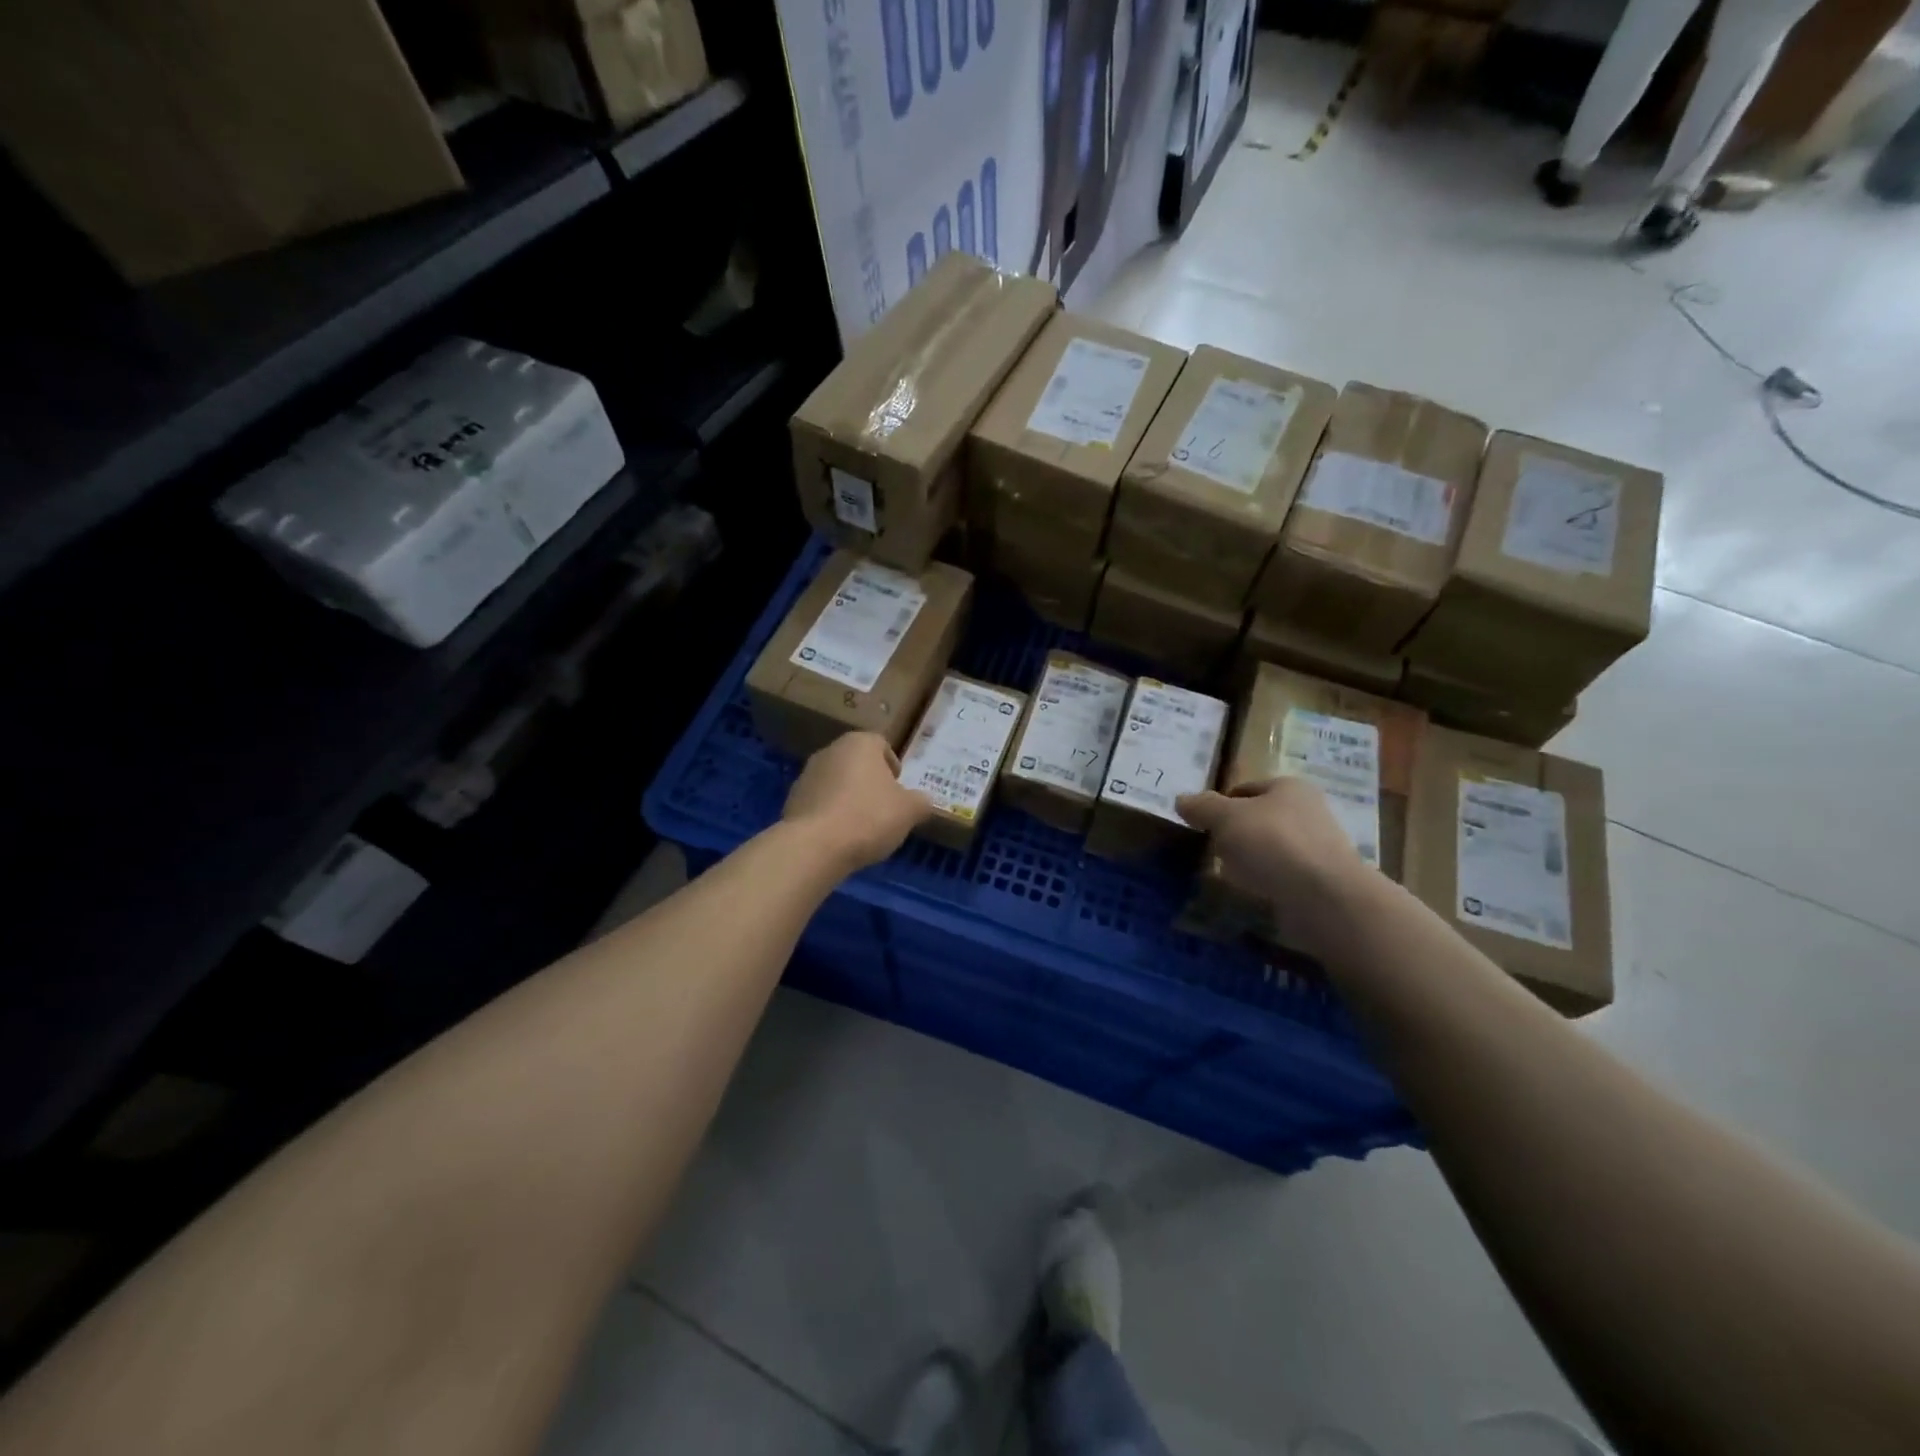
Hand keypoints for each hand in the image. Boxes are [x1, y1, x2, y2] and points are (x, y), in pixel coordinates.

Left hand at [782, 732, 932, 872]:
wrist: (815, 846)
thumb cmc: (869, 816)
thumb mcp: (909, 811)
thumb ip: (921, 802)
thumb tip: (923, 801)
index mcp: (859, 744)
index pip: (881, 744)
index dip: (893, 765)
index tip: (899, 789)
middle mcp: (830, 751)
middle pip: (857, 763)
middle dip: (870, 782)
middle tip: (884, 808)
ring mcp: (807, 775)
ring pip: (836, 782)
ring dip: (848, 798)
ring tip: (861, 827)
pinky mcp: (792, 800)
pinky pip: (820, 803)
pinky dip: (830, 814)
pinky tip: (839, 837)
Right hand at [1177, 778, 1373, 943]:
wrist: (1325, 898)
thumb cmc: (1272, 843)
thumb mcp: (1226, 818)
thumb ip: (1202, 807)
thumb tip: (1182, 800)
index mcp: (1290, 787)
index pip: (1246, 788)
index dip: (1221, 804)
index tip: (1201, 825)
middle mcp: (1309, 812)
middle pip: (1260, 819)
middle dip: (1235, 834)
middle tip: (1210, 851)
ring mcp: (1318, 849)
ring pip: (1271, 850)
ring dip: (1250, 862)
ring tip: (1226, 877)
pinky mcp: (1321, 883)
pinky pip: (1283, 879)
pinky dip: (1265, 885)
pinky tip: (1250, 896)